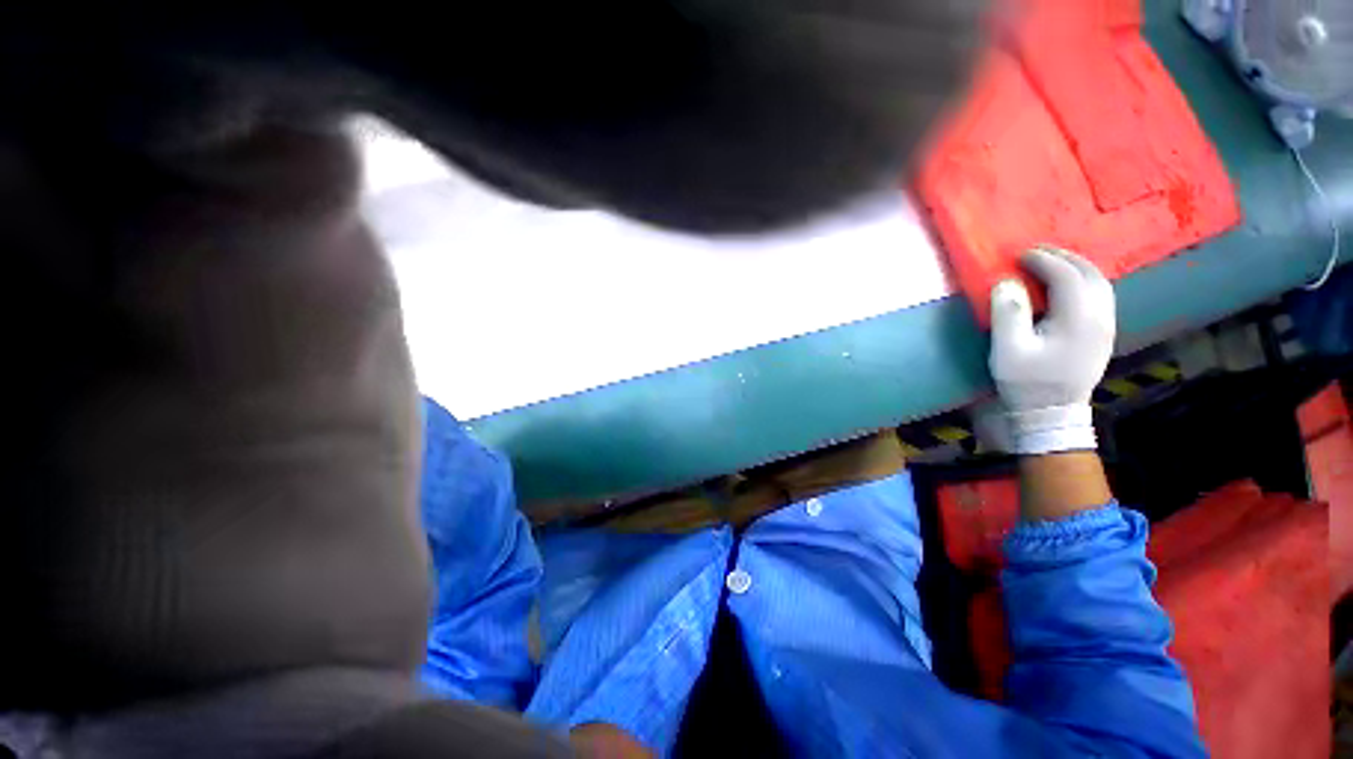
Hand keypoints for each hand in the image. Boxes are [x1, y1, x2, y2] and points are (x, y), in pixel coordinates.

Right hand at [988, 246, 1115, 454]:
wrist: (1052, 413)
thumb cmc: (1026, 382)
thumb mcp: (1008, 350)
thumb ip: (1008, 314)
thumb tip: (1006, 282)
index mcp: (1078, 319)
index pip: (1067, 276)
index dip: (1044, 261)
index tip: (1020, 255)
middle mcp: (1101, 317)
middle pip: (1090, 274)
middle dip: (1063, 258)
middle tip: (1035, 253)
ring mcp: (1106, 326)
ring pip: (1100, 283)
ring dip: (1075, 267)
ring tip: (1050, 264)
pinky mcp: (1103, 334)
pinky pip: (1100, 296)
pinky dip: (1083, 281)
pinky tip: (1066, 286)